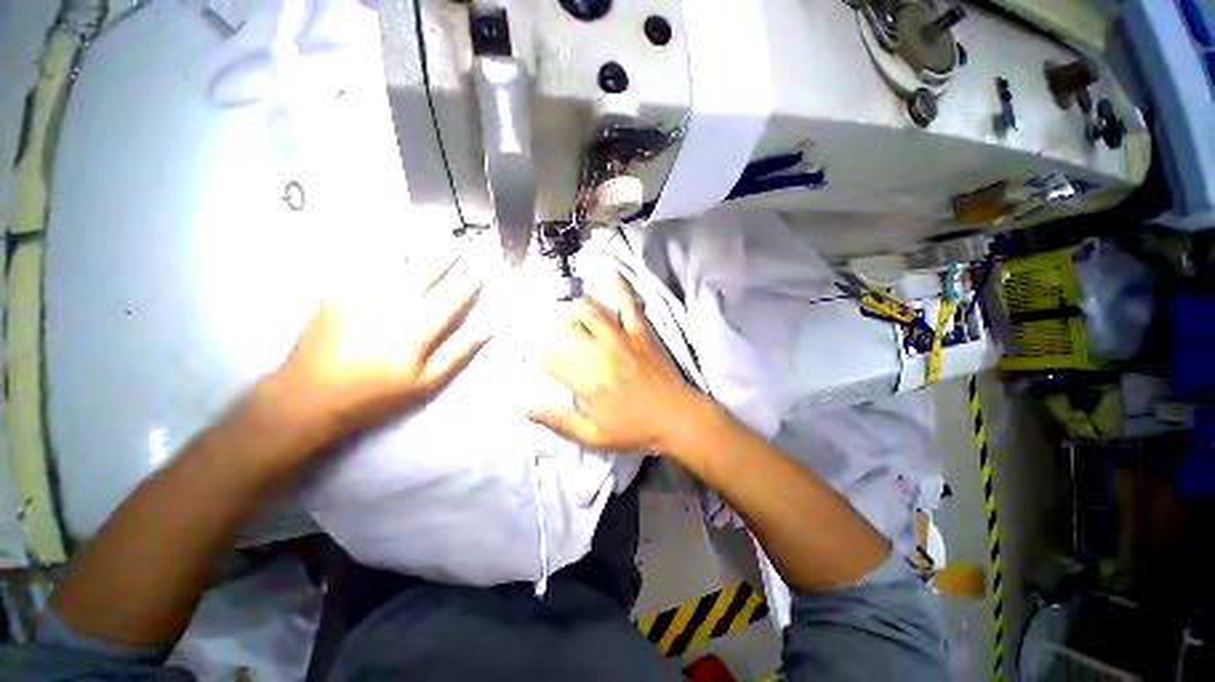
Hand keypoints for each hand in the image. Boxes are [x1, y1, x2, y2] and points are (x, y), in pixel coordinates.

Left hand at [269, 254, 488, 445]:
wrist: (307, 397)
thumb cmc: (375, 394)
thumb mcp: (425, 383)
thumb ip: (457, 353)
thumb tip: (487, 329)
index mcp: (417, 328)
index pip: (453, 295)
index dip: (471, 278)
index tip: (484, 264)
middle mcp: (392, 303)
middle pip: (425, 271)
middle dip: (446, 254)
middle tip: (460, 241)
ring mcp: (361, 293)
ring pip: (394, 259)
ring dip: (414, 243)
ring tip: (427, 229)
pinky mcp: (337, 290)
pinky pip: (361, 261)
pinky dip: (377, 247)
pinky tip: (385, 238)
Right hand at [529, 273, 701, 452]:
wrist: (676, 418)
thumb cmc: (634, 430)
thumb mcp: (592, 436)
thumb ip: (558, 420)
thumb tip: (524, 408)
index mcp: (585, 380)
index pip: (548, 356)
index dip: (532, 349)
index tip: (526, 347)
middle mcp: (599, 352)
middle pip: (565, 328)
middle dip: (546, 324)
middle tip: (536, 323)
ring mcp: (621, 338)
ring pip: (589, 311)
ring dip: (572, 306)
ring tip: (563, 307)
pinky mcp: (640, 332)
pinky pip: (628, 304)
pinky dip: (620, 286)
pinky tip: (610, 270)